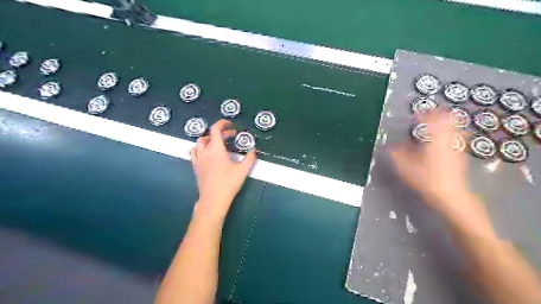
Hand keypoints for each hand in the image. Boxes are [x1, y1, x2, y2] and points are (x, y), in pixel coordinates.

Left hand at [190, 119, 257, 219]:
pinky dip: (200, 148)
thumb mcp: (243, 170)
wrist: (213, 199)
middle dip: (221, 133)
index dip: (222, 123)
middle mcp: (205, 151)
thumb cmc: (229, 183)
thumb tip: (253, 149)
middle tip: (231, 136)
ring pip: (199, 142)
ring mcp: (198, 159)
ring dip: (209, 139)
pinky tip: (207, 153)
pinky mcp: (195, 166)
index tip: (230, 124)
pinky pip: (194, 152)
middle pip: (209, 135)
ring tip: (218, 143)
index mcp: (216, 149)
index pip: (215, 129)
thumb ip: (250, 158)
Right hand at [389, 110, 469, 212]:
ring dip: (446, 122)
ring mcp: (456, 147)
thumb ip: (397, 155)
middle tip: (430, 113)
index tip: (417, 113)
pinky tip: (444, 139)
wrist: (451, 196)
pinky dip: (451, 132)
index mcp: (435, 140)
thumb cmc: (427, 180)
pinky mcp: (460, 155)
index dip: (424, 114)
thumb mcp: (406, 168)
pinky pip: (457, 137)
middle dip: (439, 114)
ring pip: (455, 128)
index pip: (431, 120)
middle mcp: (448, 140)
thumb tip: (390, 146)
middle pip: (448, 120)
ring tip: (438, 123)